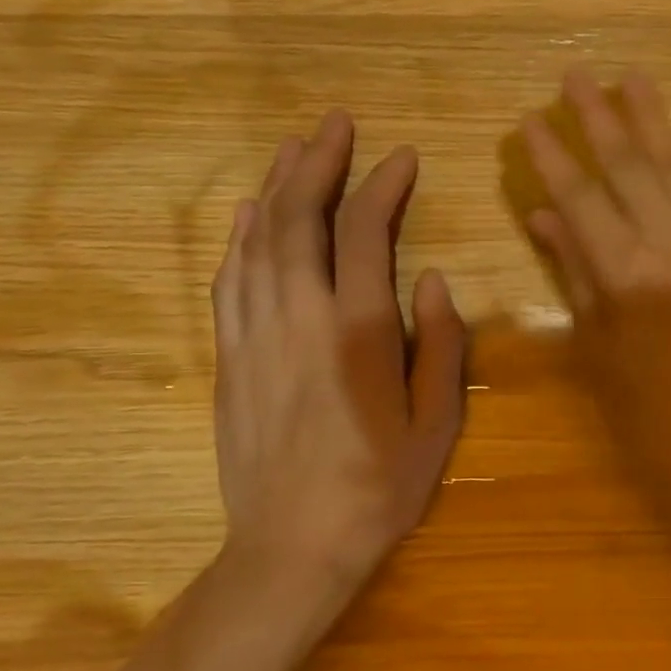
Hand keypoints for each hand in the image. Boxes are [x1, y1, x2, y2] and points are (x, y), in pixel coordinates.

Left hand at [211, 109, 466, 592]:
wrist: (292, 547)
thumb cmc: (379, 487)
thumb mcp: (436, 423)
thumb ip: (440, 345)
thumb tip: (434, 280)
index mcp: (356, 333)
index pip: (364, 234)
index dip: (382, 186)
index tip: (402, 157)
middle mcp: (298, 320)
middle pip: (298, 220)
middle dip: (318, 163)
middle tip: (336, 123)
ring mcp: (254, 336)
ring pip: (257, 241)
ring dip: (276, 187)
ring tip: (295, 148)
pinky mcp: (229, 357)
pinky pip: (229, 279)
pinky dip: (240, 236)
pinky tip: (248, 212)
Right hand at [519, 69, 670, 550]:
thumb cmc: (647, 414)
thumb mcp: (597, 347)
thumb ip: (574, 273)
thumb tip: (543, 215)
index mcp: (627, 275)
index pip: (581, 197)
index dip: (554, 156)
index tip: (531, 120)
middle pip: (632, 168)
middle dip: (600, 118)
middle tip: (575, 76)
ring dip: (653, 122)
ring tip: (632, 78)